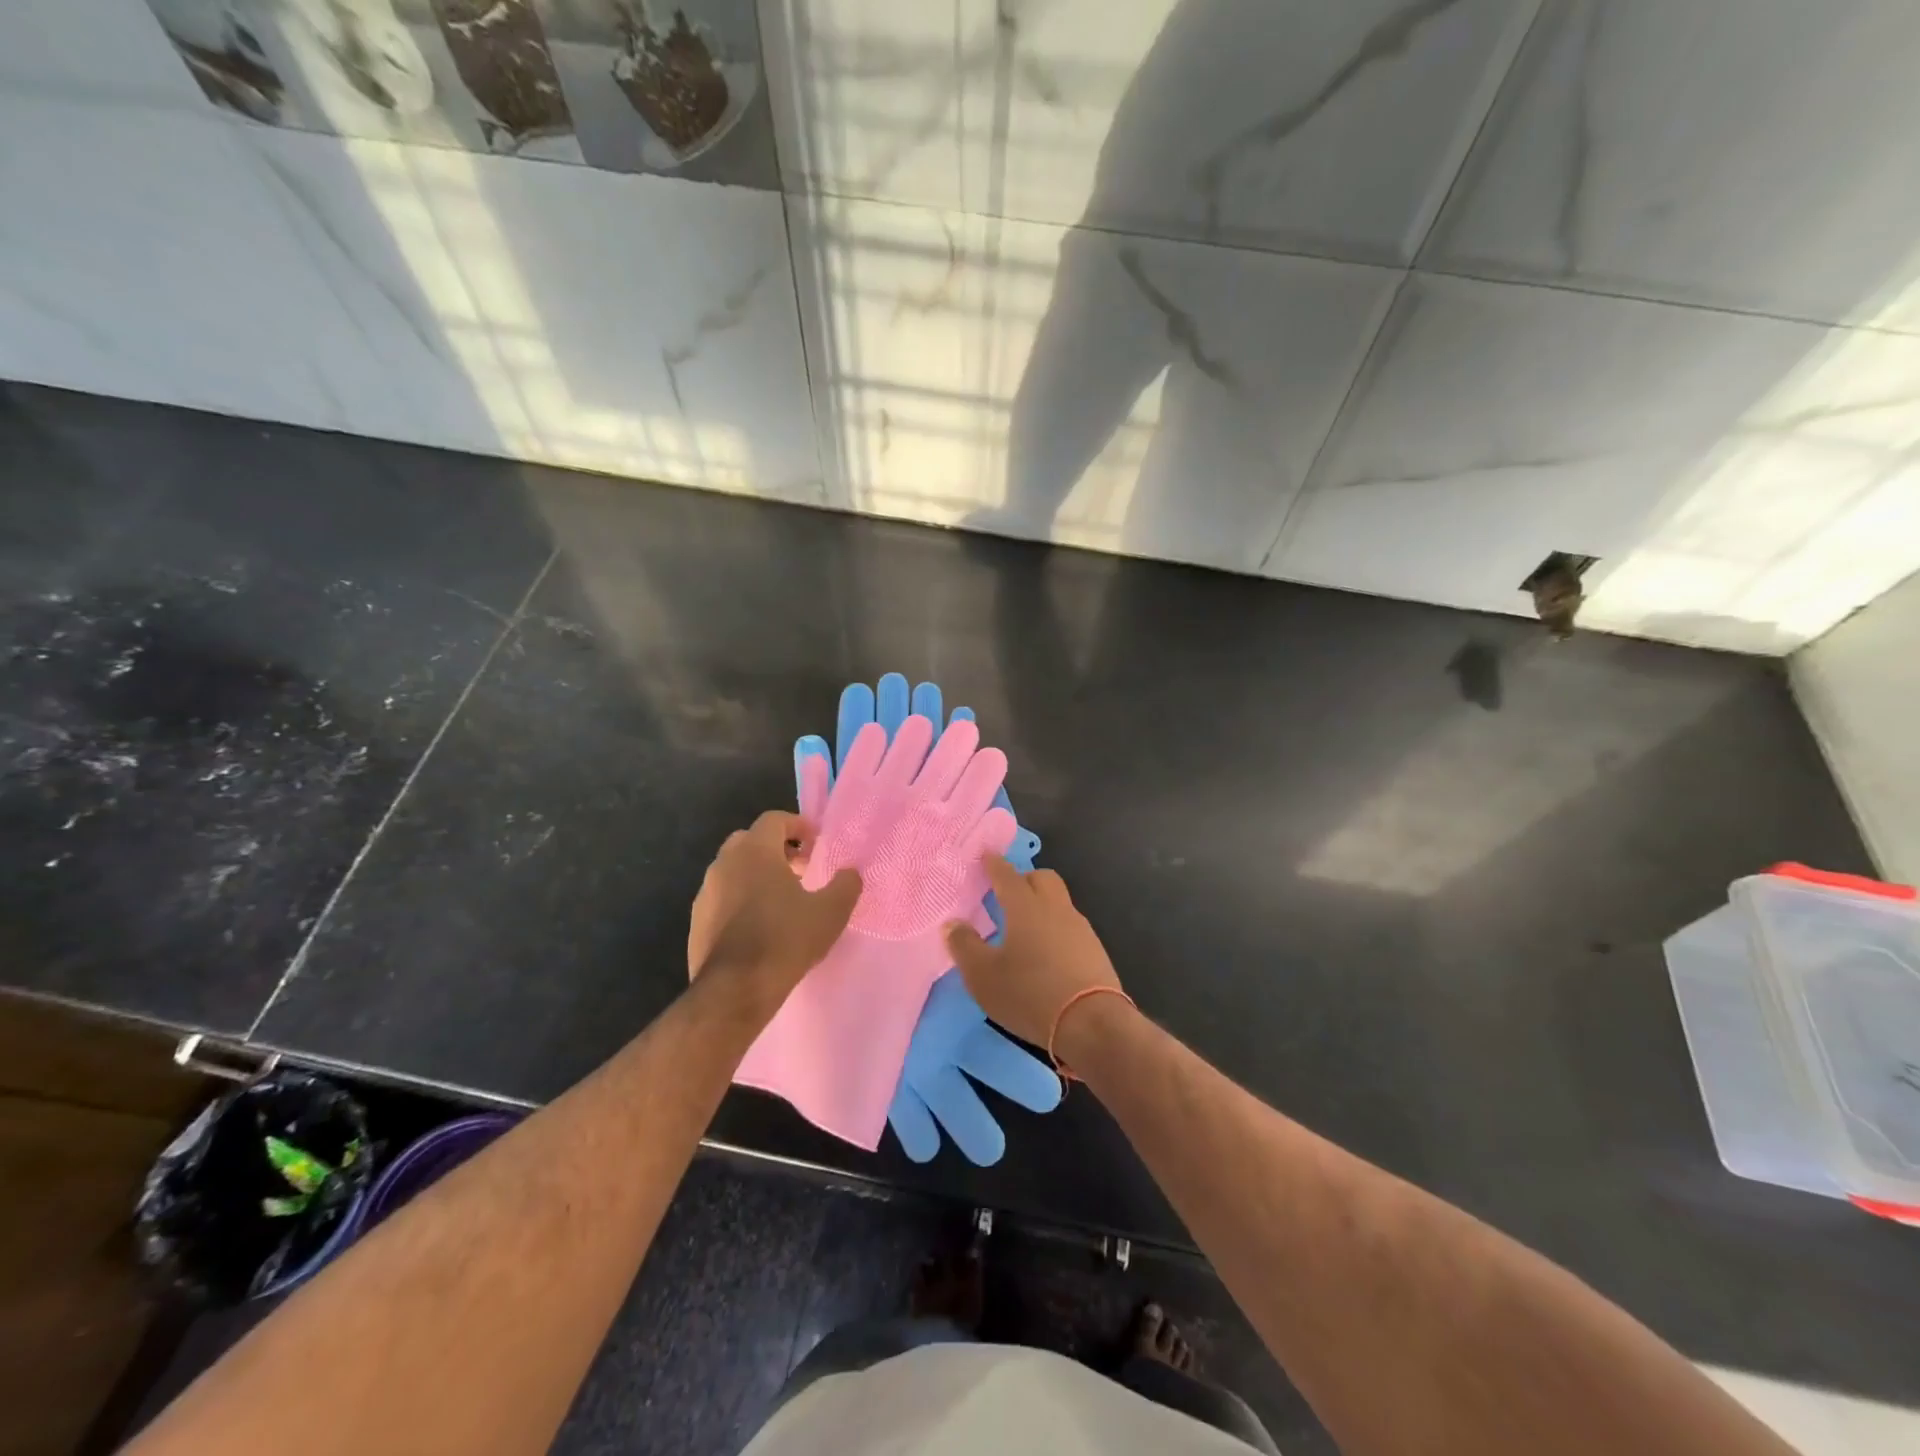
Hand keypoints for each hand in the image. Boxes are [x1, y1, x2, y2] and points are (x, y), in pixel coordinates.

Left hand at [688, 812, 860, 1000]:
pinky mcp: (696, 921)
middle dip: (776, 849)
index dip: (798, 826)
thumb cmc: (786, 939)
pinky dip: (740, 900)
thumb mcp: (831, 912)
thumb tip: (850, 873)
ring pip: (733, 870)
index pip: (774, 820)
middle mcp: (724, 863)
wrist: (735, 990)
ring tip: (781, 899)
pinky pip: (722, 898)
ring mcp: (706, 892)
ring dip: (756, 875)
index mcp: (755, 851)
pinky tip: (759, 926)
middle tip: (800, 869)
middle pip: (750, 841)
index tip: (816, 843)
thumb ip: (846, 885)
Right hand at [944, 857, 1123, 1052]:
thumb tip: (953, 923)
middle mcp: (1055, 908)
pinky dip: (1054, 928)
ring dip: (1041, 905)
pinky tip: (1045, 952)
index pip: (1007, 874)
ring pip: (1058, 901)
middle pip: (1041, 878)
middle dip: (1023, 879)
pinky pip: (1070, 925)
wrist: (1092, 1024)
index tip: (986, 855)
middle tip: (1005, 895)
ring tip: (1023, 928)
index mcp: (1026, 906)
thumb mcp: (983, 976)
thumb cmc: (1030, 995)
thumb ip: (964, 945)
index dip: (994, 864)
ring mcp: (1080, 927)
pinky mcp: (1094, 949)